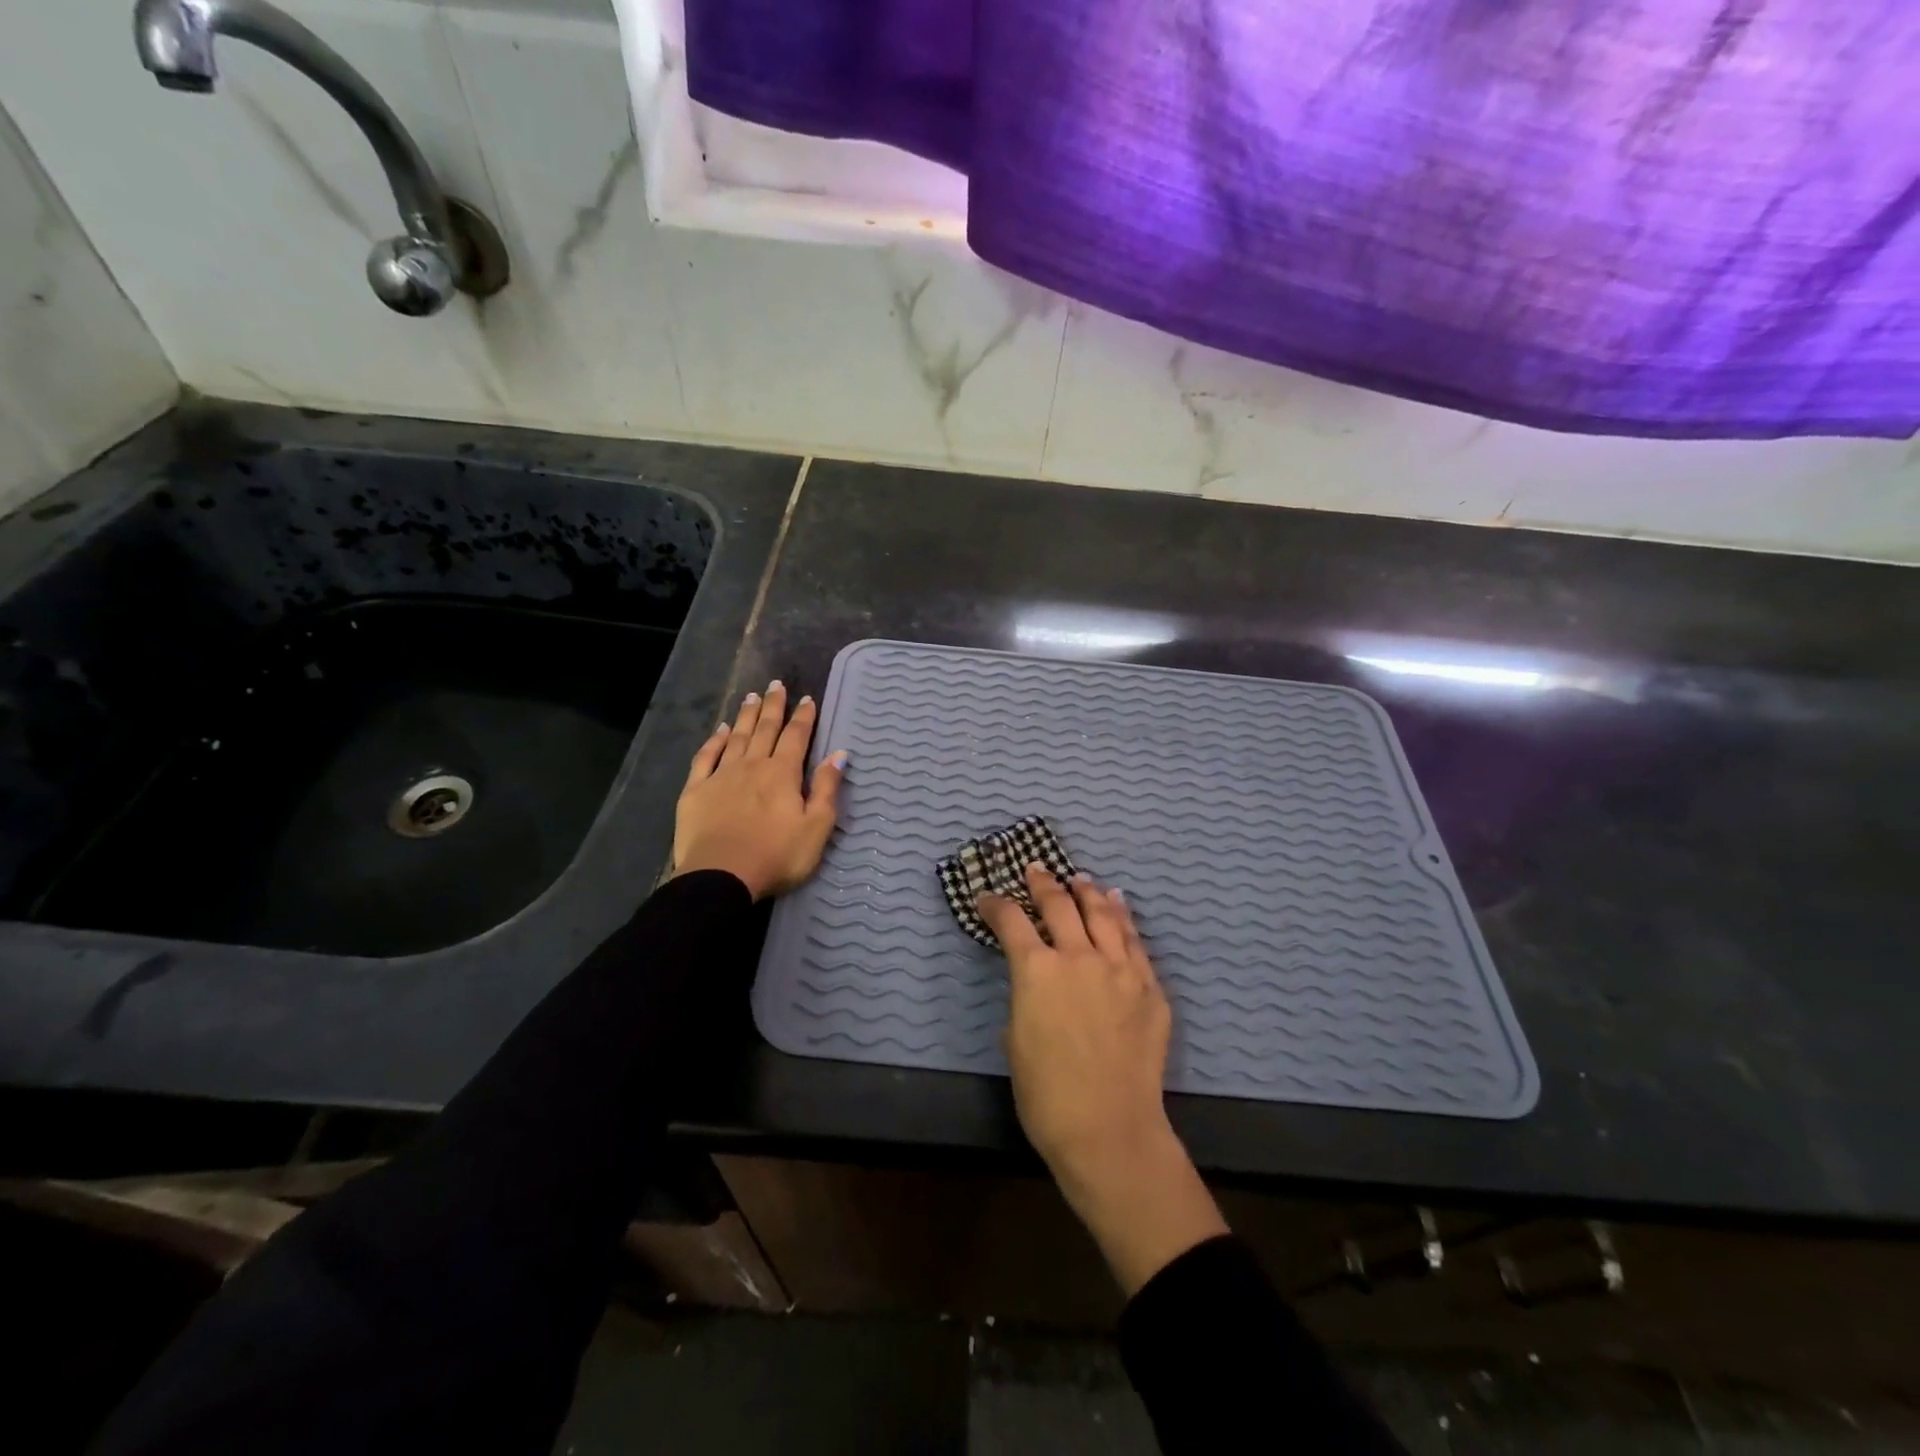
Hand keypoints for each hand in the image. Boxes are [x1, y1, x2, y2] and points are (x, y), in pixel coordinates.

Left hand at [673, 681, 844, 900]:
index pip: (796, 737)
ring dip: (746, 716)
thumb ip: (827, 789)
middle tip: (776, 684)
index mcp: (783, 774)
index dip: (804, 717)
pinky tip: (720, 730)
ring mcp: (721, 775)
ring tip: (752, 696)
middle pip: (765, 729)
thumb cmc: (776, 856)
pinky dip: (715, 740)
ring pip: (737, 737)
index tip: (807, 699)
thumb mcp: (816, 828)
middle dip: (773, 706)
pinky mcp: (696, 790)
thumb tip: (839, 755)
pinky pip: (706, 757)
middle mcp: (752, 765)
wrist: (721, 877)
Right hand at [978, 866, 1228, 1293]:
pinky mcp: (1150, 987)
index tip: (987, 898)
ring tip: (1079, 879)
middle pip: (1059, 905)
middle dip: (1043, 883)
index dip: (996, 905)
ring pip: (1102, 914)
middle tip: (1036, 870)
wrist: (1109, 1130)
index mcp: (1037, 970)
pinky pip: (1135, 941)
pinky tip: (1118, 904)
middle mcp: (1079, 957)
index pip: (1011, 921)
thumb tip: (1037, 983)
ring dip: (1087, 892)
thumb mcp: (1015, 1040)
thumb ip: (1026, 997)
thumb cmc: (1047, 1095)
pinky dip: (1122, 917)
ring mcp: (1120, 969)